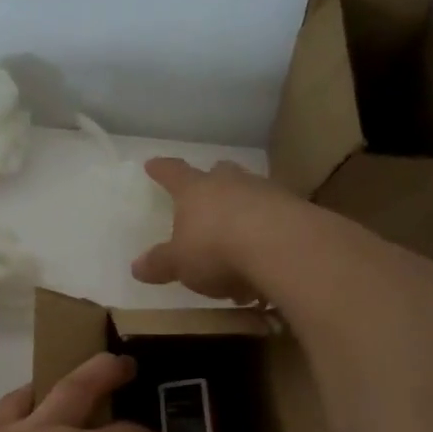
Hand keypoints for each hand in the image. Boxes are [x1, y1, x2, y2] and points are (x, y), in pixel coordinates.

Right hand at [131, 158, 294, 302]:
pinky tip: (265, 260)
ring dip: (244, 208)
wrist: (282, 247)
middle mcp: (230, 183)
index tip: (152, 164)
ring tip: (239, 238)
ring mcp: (267, 193)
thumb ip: (160, 264)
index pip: (173, 173)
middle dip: (213, 180)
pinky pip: (276, 217)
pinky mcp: (296, 210)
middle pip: (220, 172)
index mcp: (195, 190)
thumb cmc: (216, 249)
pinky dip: (268, 233)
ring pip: (251, 192)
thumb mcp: (179, 263)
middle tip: (208, 190)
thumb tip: (137, 267)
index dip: (161, 170)